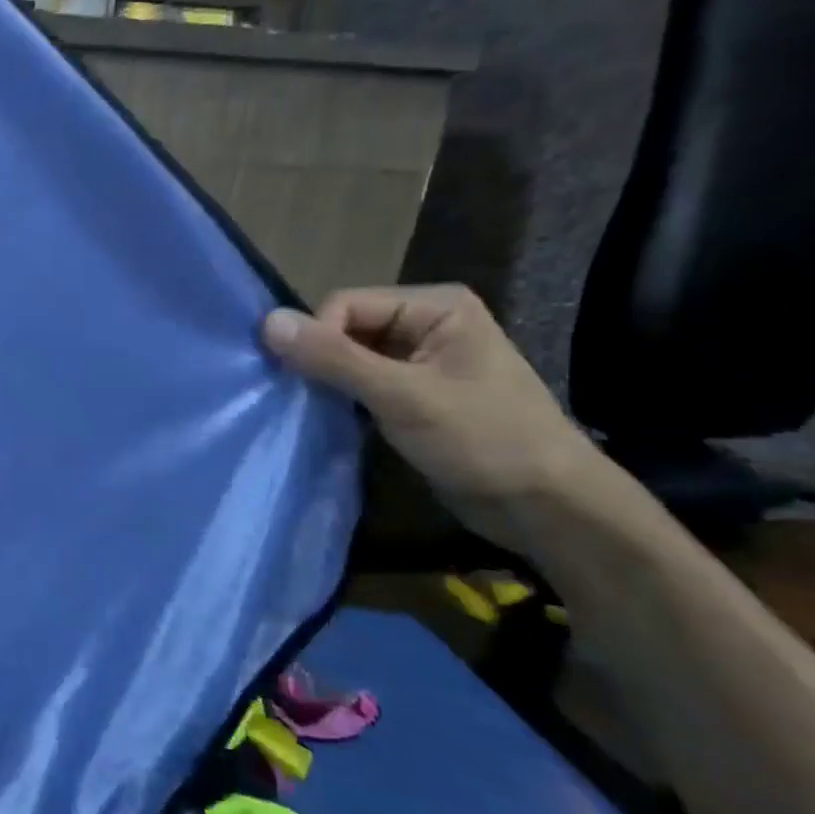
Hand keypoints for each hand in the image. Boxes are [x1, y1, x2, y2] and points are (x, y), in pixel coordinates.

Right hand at [263, 285, 609, 552]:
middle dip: (322, 360)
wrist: (548, 508)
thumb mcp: (403, 396)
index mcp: (435, 306)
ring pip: (350, 358)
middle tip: (308, 400)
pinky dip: (343, 399)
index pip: (345, 305)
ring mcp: (421, 360)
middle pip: (346, 328)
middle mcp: (426, 323)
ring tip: (316, 411)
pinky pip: (362, 383)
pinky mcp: (415, 394)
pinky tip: (334, 419)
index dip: (319, 338)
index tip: (309, 383)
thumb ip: (334, 358)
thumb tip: (266, 322)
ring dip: (329, 382)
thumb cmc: (484, 441)